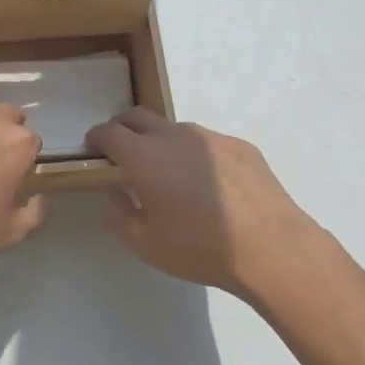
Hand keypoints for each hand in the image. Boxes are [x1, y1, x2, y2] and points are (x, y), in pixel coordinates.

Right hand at [83, 108, 343, 302]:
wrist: (271, 248)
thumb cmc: (199, 248)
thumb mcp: (144, 244)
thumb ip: (119, 214)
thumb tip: (115, 193)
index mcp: (144, 156)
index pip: (109, 132)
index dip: (96, 137)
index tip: (93, 148)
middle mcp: (174, 136)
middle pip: (138, 116)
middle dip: (123, 128)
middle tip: (123, 152)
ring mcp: (211, 137)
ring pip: (175, 129)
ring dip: (162, 143)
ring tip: (172, 174)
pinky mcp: (241, 146)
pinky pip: (208, 143)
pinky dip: (197, 155)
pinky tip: (210, 186)